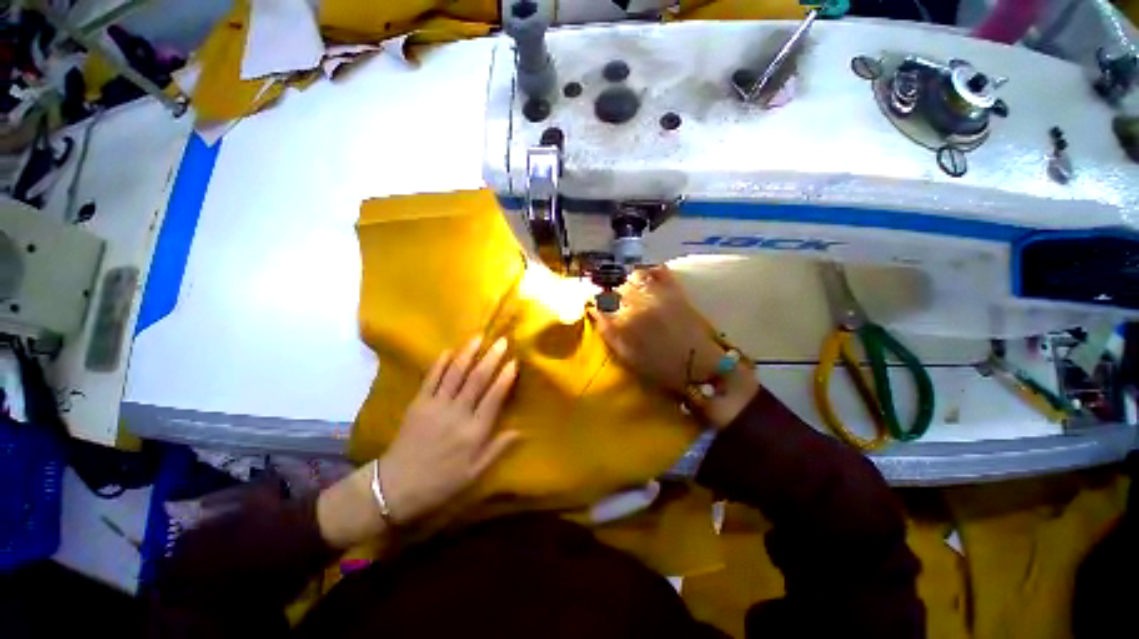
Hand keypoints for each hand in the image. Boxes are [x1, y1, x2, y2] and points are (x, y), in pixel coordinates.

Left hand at [317, 337, 519, 547]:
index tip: (515, 361)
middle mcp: (457, 413)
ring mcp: (436, 405)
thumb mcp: (474, 472)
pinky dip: (440, 363)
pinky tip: (449, 350)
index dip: (505, 378)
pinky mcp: (418, 403)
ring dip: (468, 353)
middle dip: (491, 358)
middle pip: (477, 379)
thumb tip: (521, 430)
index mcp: (474, 431)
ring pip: (455, 373)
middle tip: (501, 340)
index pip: (494, 397)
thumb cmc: (441, 482)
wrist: (395, 487)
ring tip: (479, 337)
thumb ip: (497, 449)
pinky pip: (431, 378)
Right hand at [587, 266, 723, 393]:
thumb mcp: (626, 355)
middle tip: (618, 308)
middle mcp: (638, 302)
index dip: (598, 306)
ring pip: (634, 277)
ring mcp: (658, 293)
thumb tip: (595, 312)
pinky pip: (659, 271)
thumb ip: (608, 333)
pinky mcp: (675, 289)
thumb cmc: (659, 366)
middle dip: (614, 298)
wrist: (699, 364)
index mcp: (624, 320)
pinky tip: (648, 280)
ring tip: (633, 294)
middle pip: (617, 289)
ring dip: (630, 284)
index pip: (601, 304)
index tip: (599, 310)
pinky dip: (651, 272)